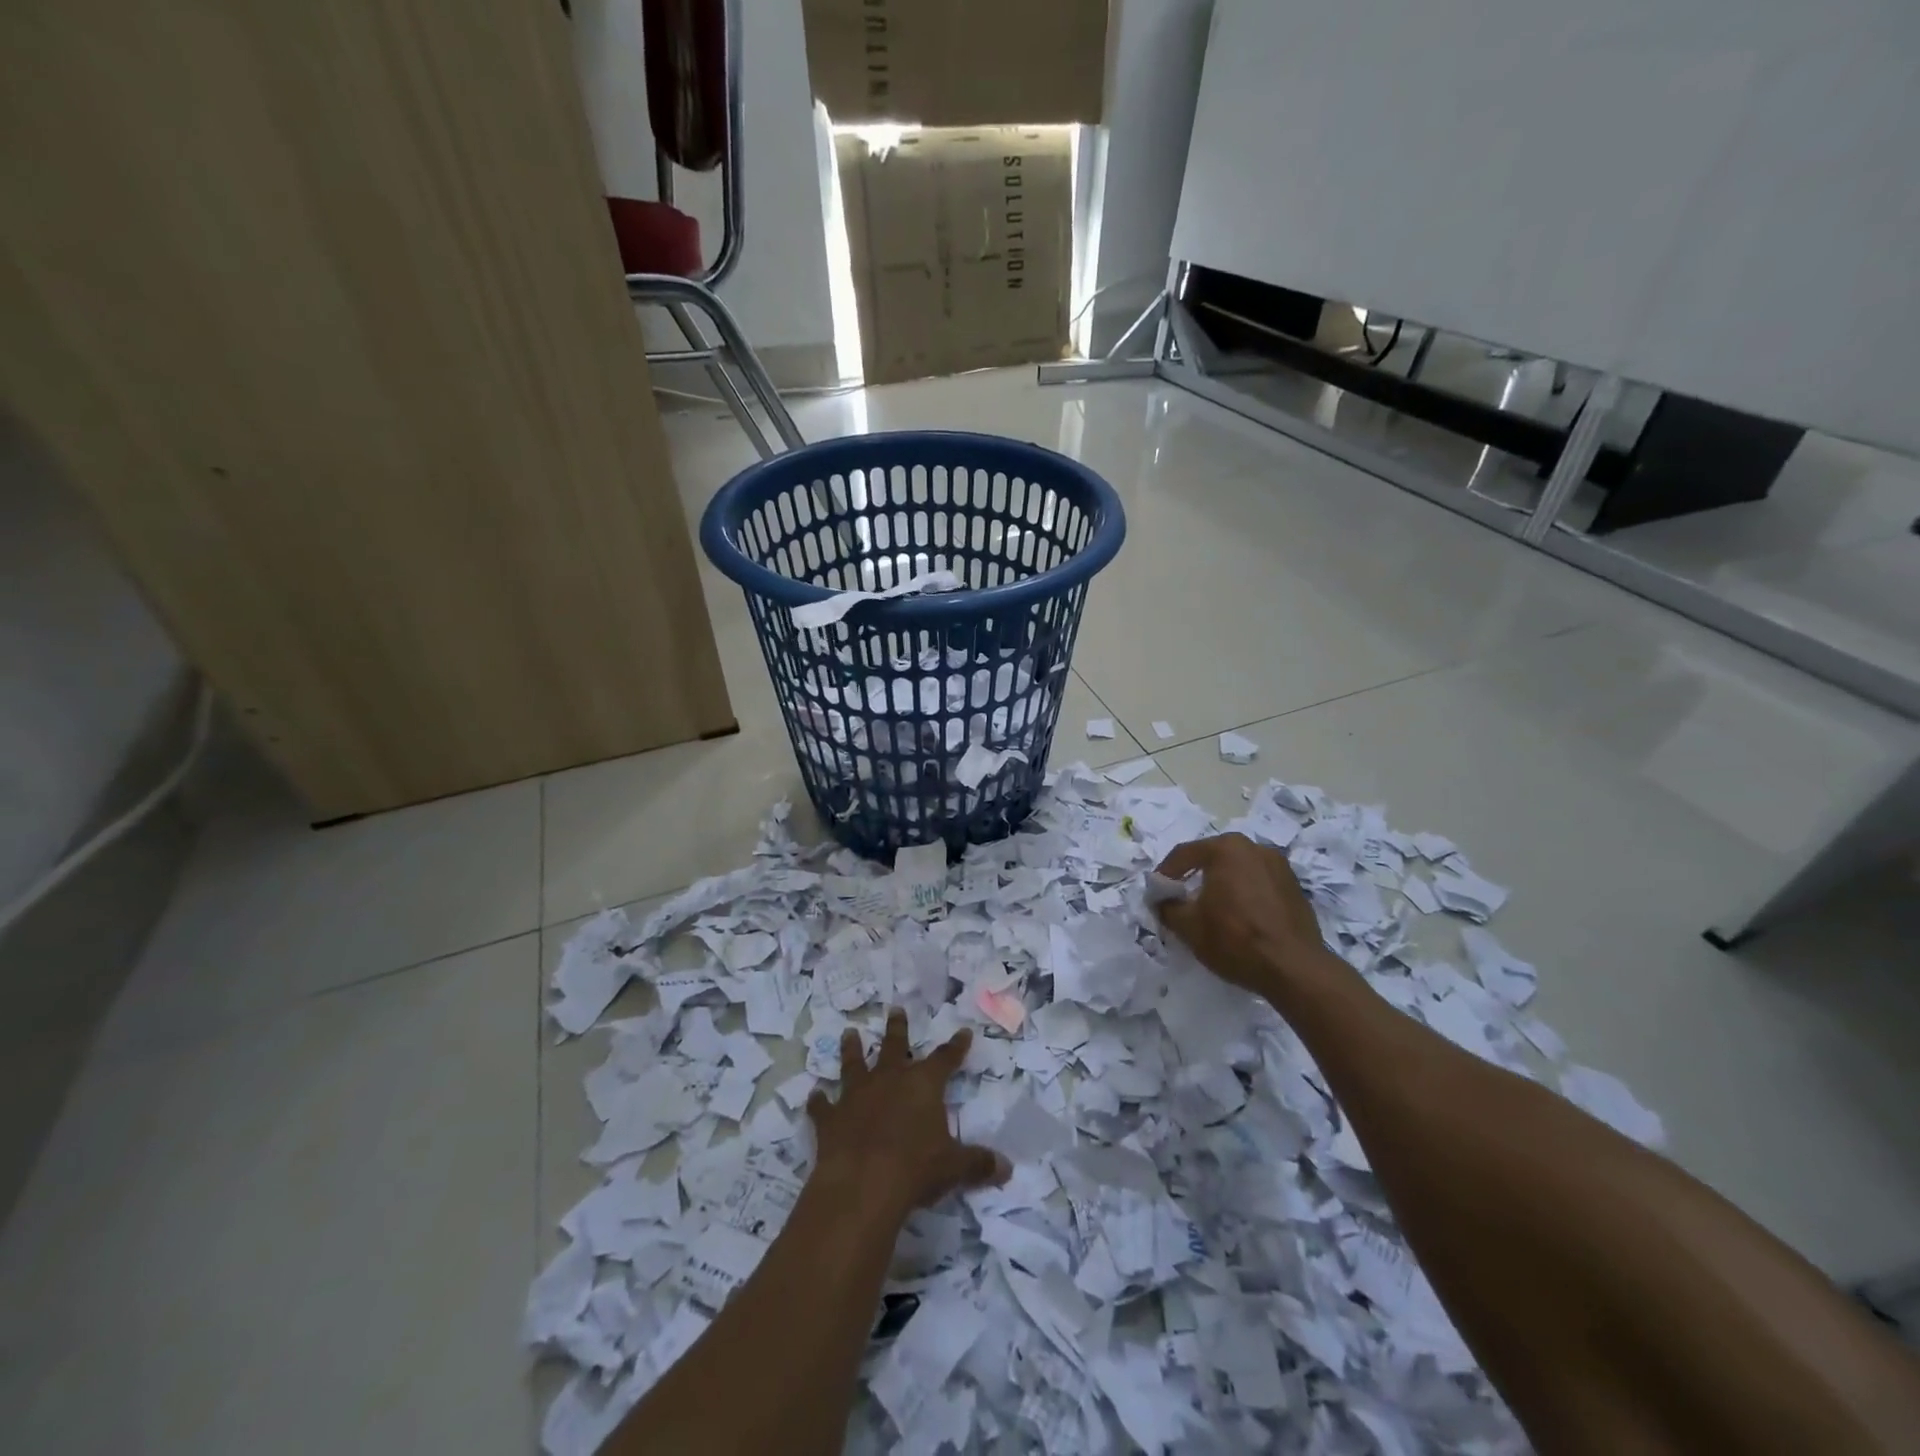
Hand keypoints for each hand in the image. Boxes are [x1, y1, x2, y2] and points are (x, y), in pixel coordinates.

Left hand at [805, 1008, 1009, 1221]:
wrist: (862, 1184)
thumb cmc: (916, 1168)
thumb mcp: (954, 1167)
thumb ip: (978, 1164)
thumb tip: (1007, 1169)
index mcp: (923, 1084)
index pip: (945, 1059)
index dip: (956, 1047)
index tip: (963, 1032)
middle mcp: (889, 1079)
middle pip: (895, 1047)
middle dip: (897, 1028)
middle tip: (895, 1009)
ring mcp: (856, 1095)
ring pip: (854, 1063)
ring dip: (852, 1050)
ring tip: (849, 1033)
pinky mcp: (830, 1117)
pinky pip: (822, 1106)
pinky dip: (818, 1102)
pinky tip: (813, 1096)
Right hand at [1154, 832, 1328, 997]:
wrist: (1295, 969)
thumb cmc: (1235, 939)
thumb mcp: (1189, 926)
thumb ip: (1167, 906)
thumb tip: (1161, 899)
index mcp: (1226, 848)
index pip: (1184, 854)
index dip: (1165, 873)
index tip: (1156, 893)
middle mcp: (1254, 848)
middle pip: (1213, 857)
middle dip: (1194, 875)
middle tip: (1181, 898)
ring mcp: (1279, 865)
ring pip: (1238, 869)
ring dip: (1221, 884)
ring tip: (1211, 908)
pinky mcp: (1294, 886)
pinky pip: (1258, 882)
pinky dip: (1244, 893)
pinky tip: (1239, 916)